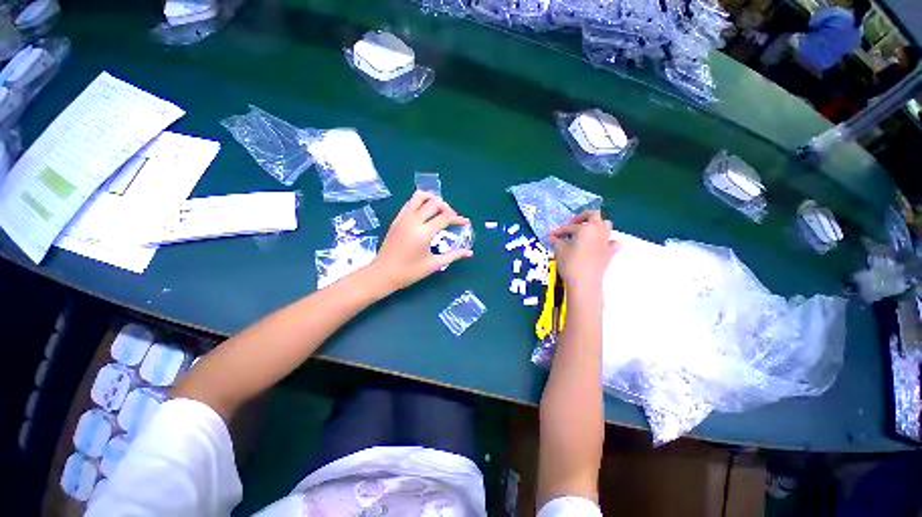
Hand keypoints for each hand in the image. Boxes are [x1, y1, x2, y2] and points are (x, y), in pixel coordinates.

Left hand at [371, 191, 472, 292]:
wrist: (383, 274)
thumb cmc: (409, 272)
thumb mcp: (433, 265)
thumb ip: (453, 255)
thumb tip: (469, 252)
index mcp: (423, 233)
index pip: (445, 218)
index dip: (458, 219)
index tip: (466, 223)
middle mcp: (413, 221)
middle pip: (434, 203)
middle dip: (448, 208)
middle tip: (453, 219)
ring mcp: (403, 218)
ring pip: (420, 197)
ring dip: (433, 199)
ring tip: (440, 210)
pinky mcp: (397, 219)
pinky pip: (410, 203)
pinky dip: (421, 202)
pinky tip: (426, 213)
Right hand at [549, 211, 619, 291]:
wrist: (584, 282)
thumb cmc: (571, 263)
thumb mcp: (559, 250)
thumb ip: (557, 241)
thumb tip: (555, 238)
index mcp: (586, 227)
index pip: (569, 227)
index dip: (559, 231)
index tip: (552, 236)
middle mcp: (599, 230)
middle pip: (594, 215)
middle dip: (582, 218)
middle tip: (572, 225)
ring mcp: (606, 241)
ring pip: (605, 225)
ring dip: (595, 226)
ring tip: (585, 233)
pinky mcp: (610, 253)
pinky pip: (613, 242)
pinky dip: (607, 241)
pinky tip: (599, 245)